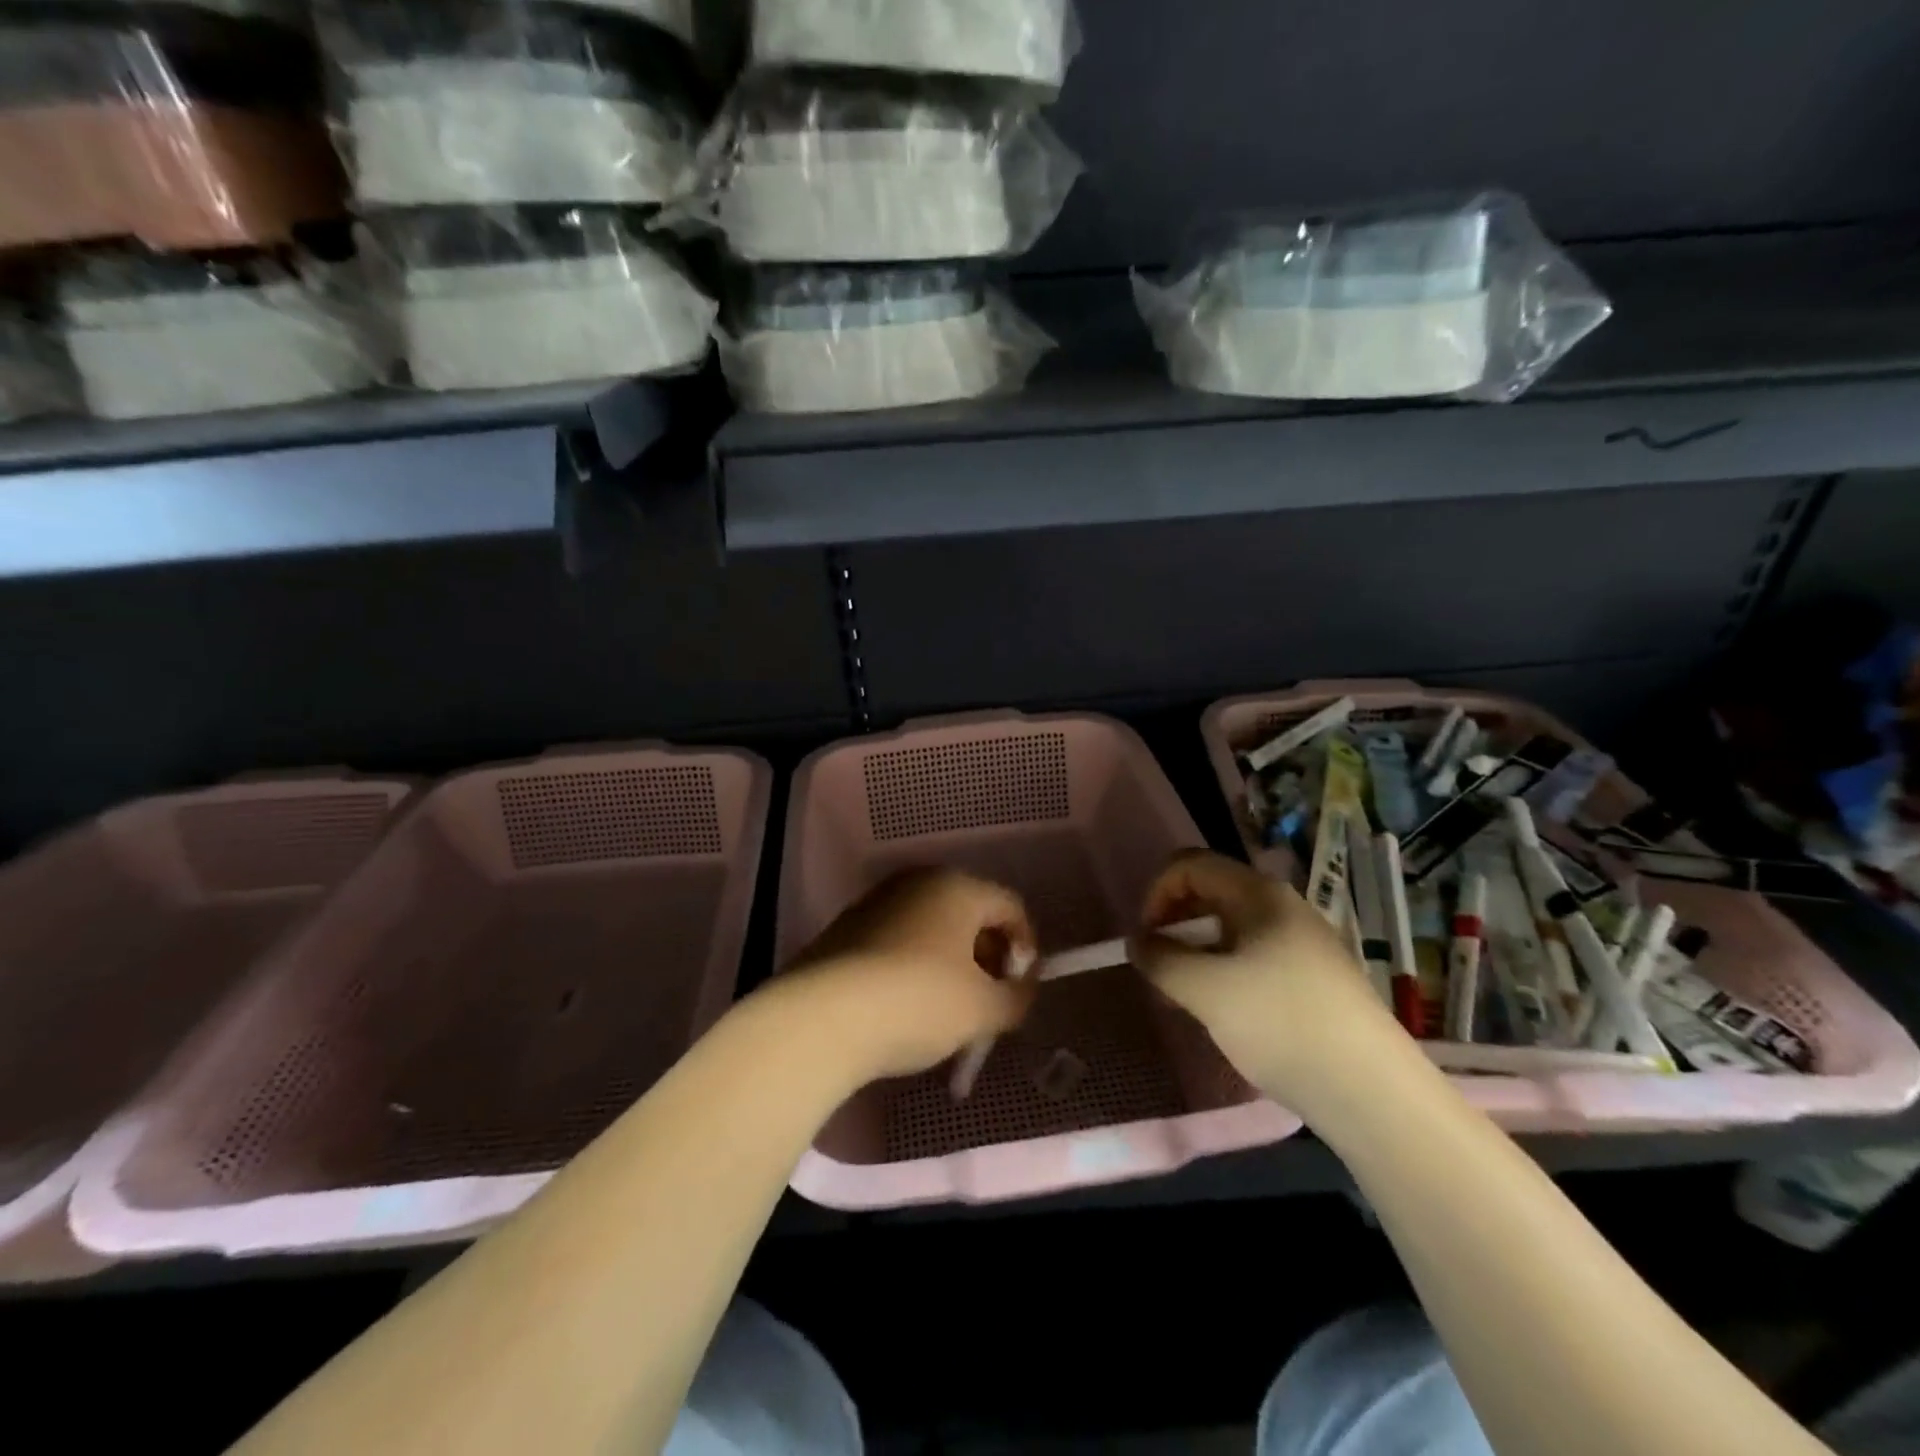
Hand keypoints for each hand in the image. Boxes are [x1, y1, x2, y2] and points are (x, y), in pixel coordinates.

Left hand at [781, 868, 1038, 1080]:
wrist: (821, 1017)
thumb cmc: (918, 1001)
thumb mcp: (983, 1009)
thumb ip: (1016, 998)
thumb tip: (1021, 990)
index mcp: (957, 886)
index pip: (1010, 907)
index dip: (1026, 948)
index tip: (1019, 990)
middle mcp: (917, 881)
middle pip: (969, 915)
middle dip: (986, 959)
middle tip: (987, 1003)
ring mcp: (876, 902)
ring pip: (931, 929)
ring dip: (949, 965)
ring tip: (947, 1013)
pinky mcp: (845, 928)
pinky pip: (897, 942)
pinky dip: (913, 967)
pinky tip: (905, 1008)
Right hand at [1130, 850, 1407, 1101]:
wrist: (1371, 1092)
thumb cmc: (1281, 1024)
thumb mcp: (1205, 990)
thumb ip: (1161, 959)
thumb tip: (1138, 942)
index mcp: (1258, 894)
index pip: (1189, 864)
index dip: (1156, 893)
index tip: (1146, 940)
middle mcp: (1283, 906)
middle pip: (1210, 891)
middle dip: (1174, 922)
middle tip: (1161, 967)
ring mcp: (1303, 941)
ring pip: (1231, 927)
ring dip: (1197, 950)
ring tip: (1187, 995)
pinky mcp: (1314, 977)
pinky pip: (1254, 955)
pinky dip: (1225, 970)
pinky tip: (1225, 1011)